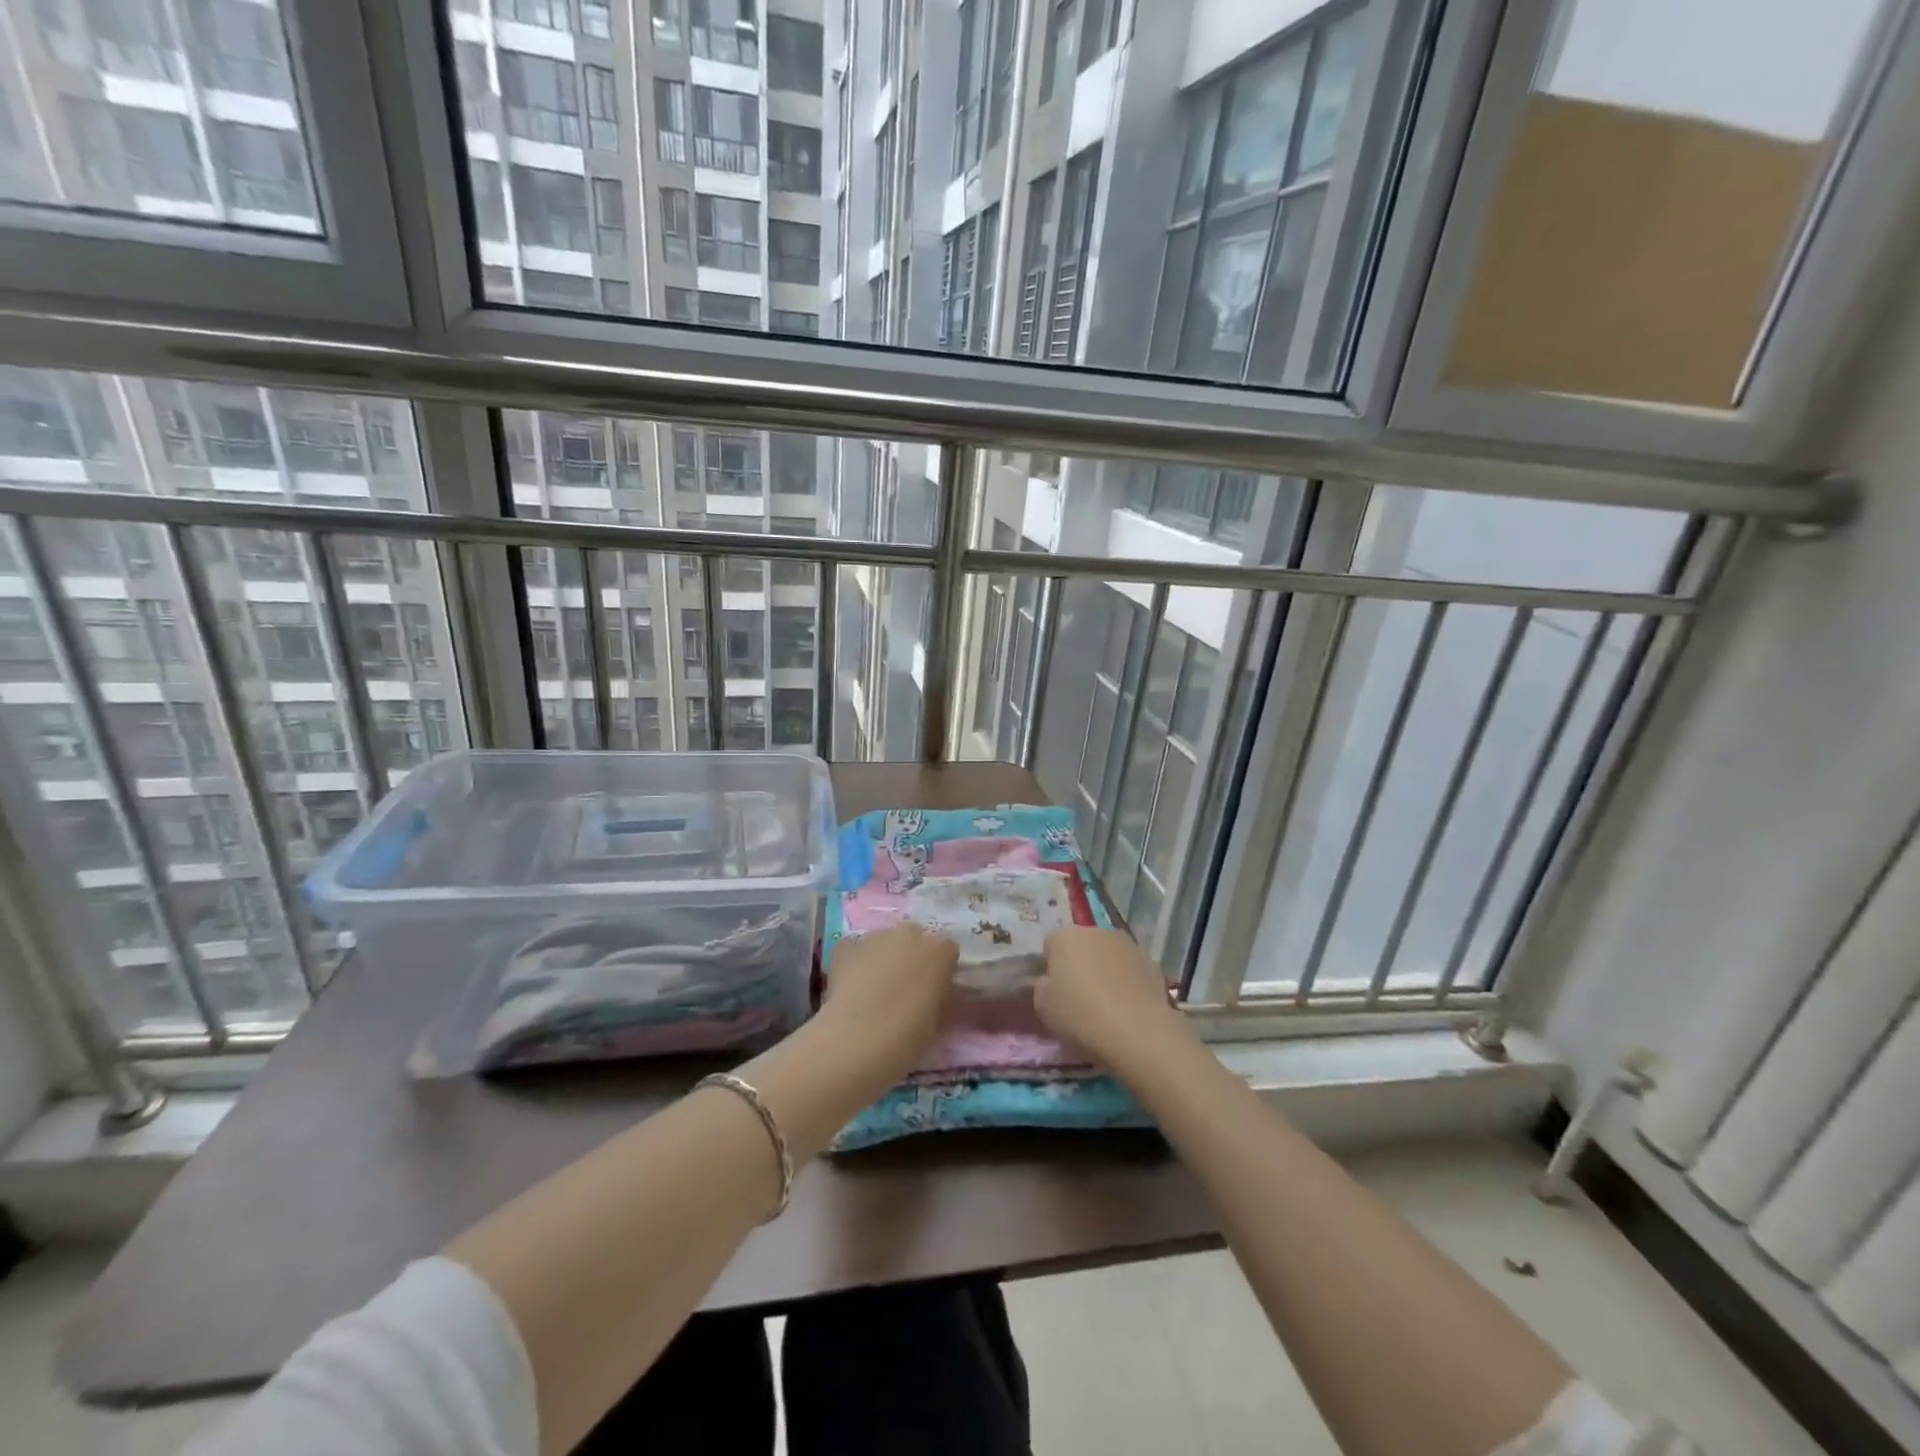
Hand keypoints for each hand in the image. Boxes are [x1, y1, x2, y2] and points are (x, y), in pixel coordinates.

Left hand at [820, 924, 959, 1084]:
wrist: (855, 1042)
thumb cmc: (907, 1038)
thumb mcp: (937, 1021)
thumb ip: (938, 996)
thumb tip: (932, 994)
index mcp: (940, 950)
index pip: (947, 952)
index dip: (939, 972)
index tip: (932, 993)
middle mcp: (910, 933)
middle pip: (915, 940)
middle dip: (911, 958)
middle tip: (903, 990)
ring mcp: (875, 936)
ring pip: (884, 943)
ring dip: (883, 959)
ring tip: (873, 991)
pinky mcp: (845, 944)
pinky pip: (856, 950)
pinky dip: (856, 964)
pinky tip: (851, 989)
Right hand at [1035, 926, 1192, 1077]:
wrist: (1138, 1032)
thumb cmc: (1081, 1015)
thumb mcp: (1043, 1006)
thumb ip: (1042, 986)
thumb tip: (1050, 982)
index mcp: (1065, 936)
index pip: (1050, 945)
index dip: (1050, 968)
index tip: (1054, 992)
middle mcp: (1096, 931)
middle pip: (1081, 946)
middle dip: (1078, 965)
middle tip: (1077, 998)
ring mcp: (1127, 944)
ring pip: (1107, 955)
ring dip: (1104, 971)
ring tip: (1105, 1005)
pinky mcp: (1150, 962)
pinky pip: (1129, 969)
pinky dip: (1126, 982)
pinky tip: (1126, 1008)